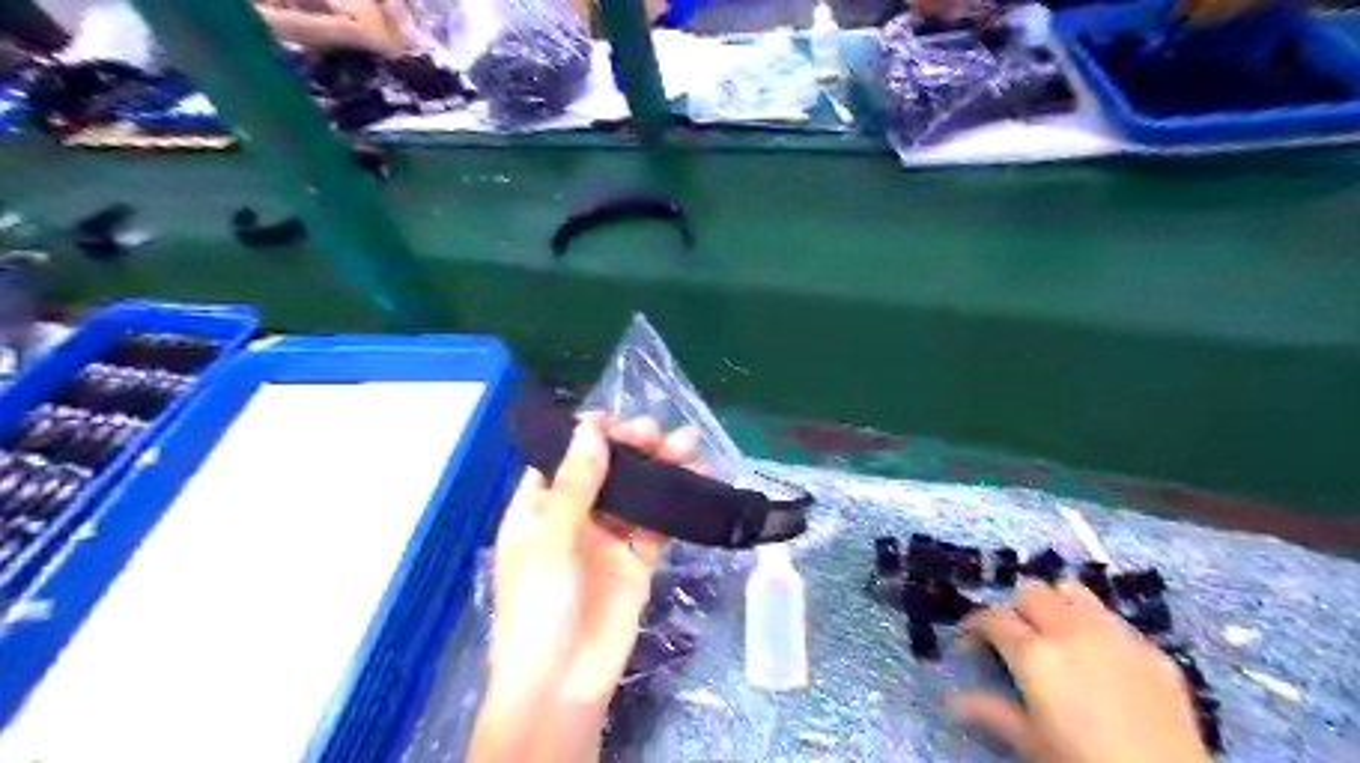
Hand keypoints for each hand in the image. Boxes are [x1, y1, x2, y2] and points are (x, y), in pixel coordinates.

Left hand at [470, 416, 700, 762]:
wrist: (565, 684)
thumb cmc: (539, 608)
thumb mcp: (551, 541)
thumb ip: (576, 485)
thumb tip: (591, 429)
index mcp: (538, 510)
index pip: (560, 462)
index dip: (583, 437)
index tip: (609, 417)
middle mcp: (572, 519)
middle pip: (603, 472)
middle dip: (628, 448)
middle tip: (655, 430)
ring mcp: (607, 539)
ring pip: (635, 494)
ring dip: (658, 469)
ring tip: (686, 443)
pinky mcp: (636, 560)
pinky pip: (657, 523)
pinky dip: (674, 502)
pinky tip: (694, 480)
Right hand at [949, 585, 1209, 762]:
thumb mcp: (1031, 742)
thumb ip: (991, 712)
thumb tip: (952, 702)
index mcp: (1034, 653)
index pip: (991, 617)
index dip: (974, 626)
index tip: (970, 643)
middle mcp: (1070, 630)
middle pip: (1030, 592)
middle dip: (1015, 610)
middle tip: (1014, 639)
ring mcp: (1115, 635)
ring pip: (1072, 590)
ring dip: (1055, 604)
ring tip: (1055, 633)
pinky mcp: (1152, 649)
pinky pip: (1113, 618)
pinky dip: (1095, 625)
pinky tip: (1099, 658)